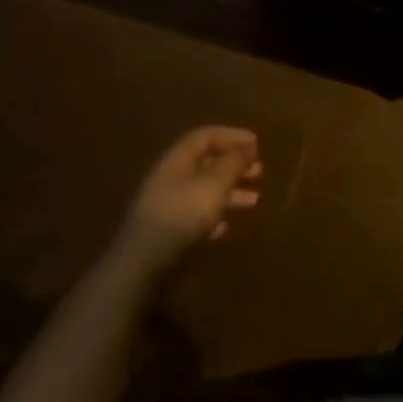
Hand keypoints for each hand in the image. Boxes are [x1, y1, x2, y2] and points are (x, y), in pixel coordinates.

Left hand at [114, 127, 262, 278]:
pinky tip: (228, 226)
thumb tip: (247, 147)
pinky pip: (197, 216)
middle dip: (234, 165)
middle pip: (206, 163)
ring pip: (204, 191)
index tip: (257, 144)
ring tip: (254, 200)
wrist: (143, 265)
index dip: (232, 136)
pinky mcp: (169, 233)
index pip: (206, 137)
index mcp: (178, 160)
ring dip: (230, 192)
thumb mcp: (213, 185)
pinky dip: (216, 216)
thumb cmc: (181, 216)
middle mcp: (171, 178)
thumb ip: (232, 164)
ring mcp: (168, 207)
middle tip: (260, 172)